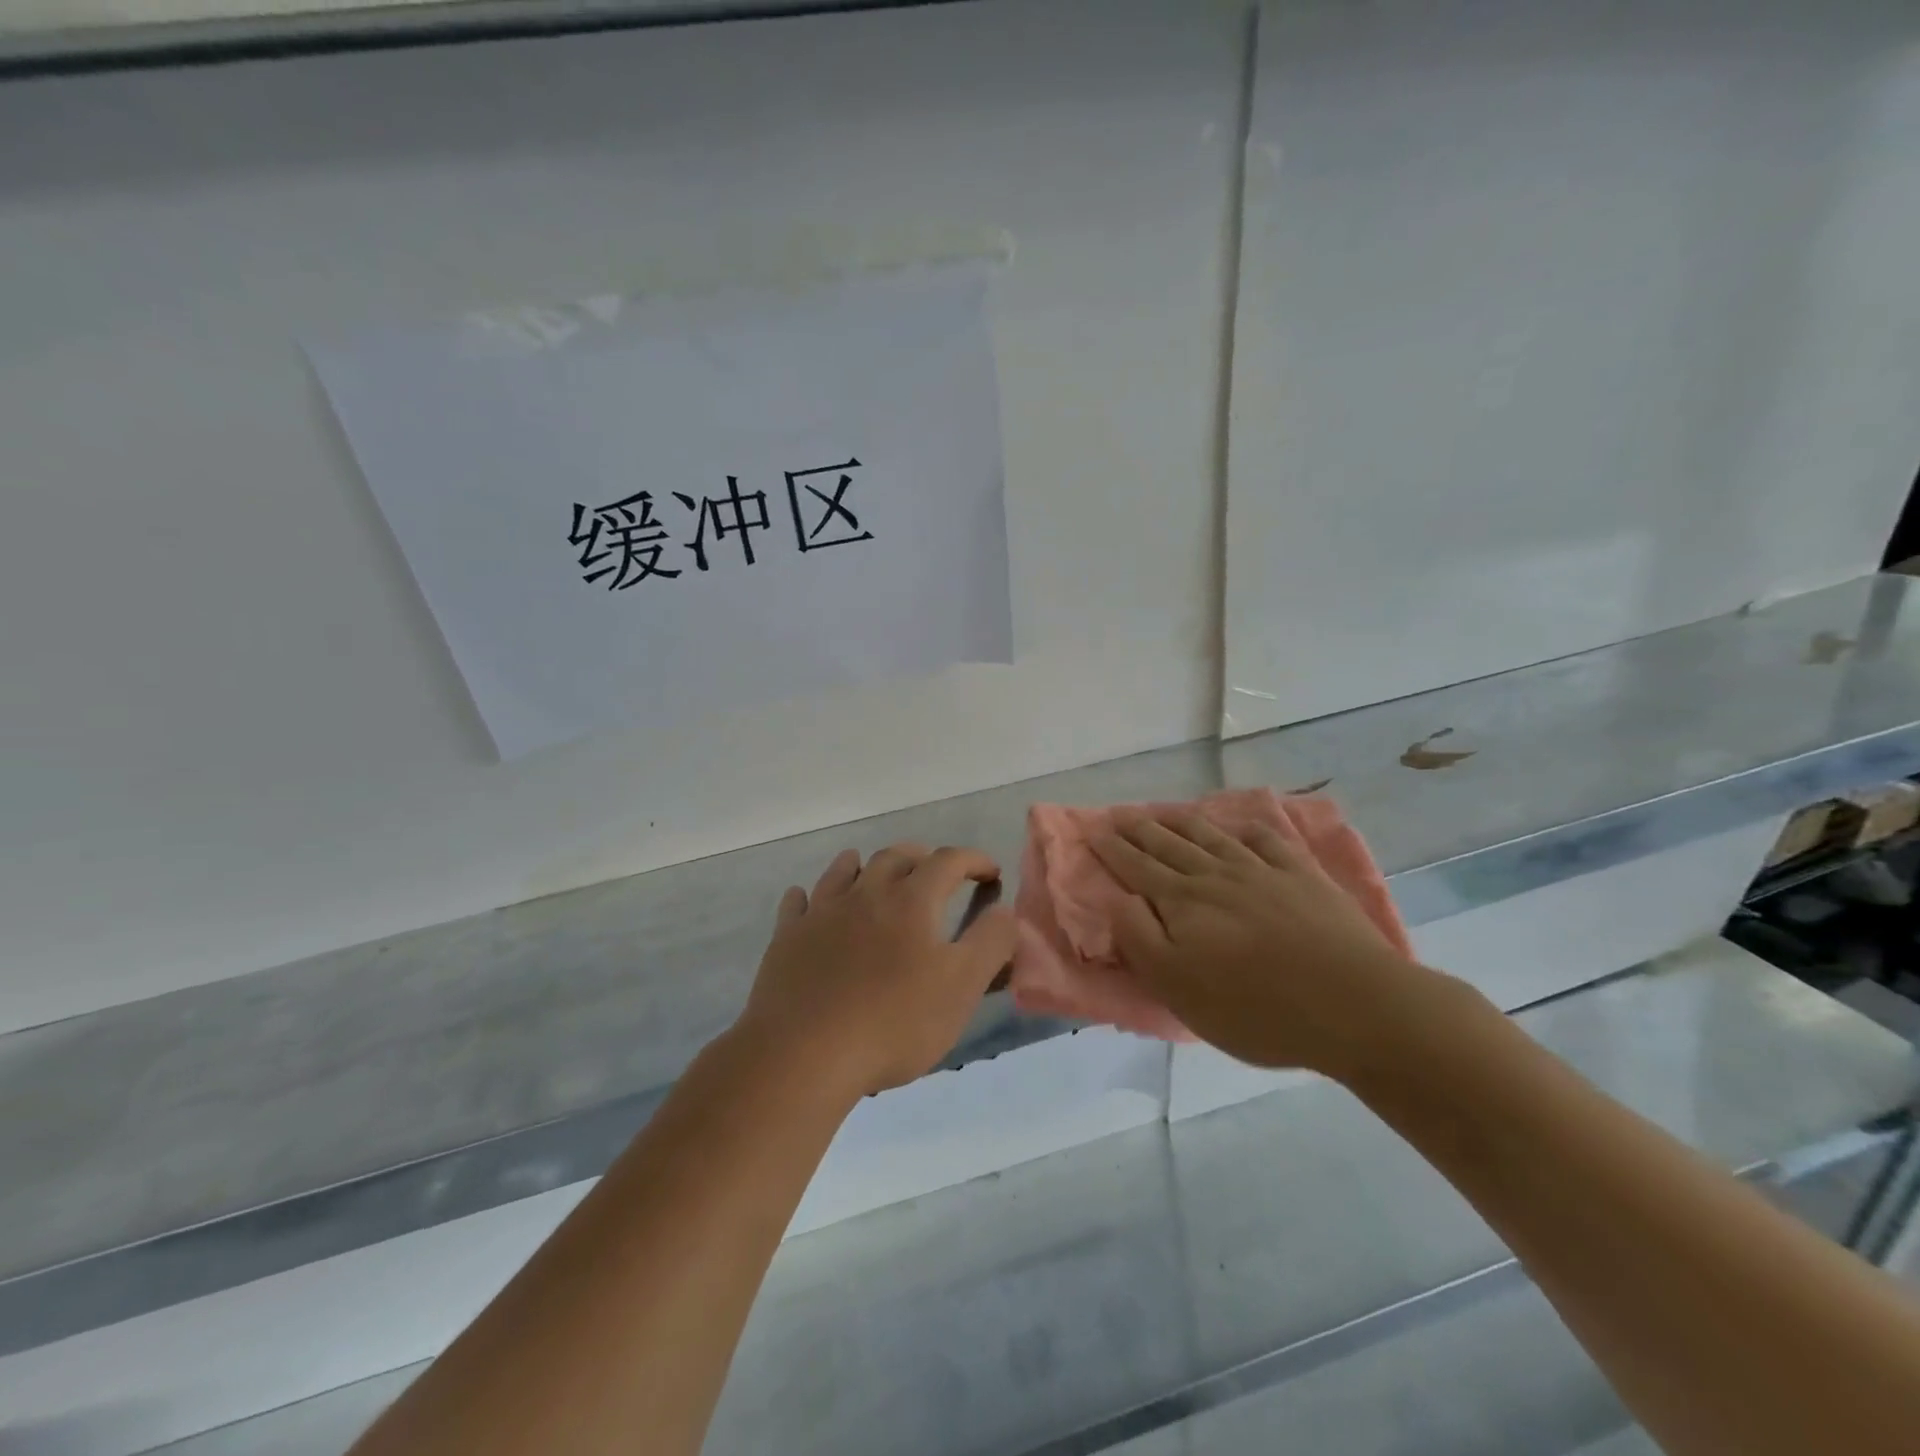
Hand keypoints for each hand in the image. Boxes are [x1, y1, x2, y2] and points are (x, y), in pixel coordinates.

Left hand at [734, 843, 1017, 1100]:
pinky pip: (797, 903)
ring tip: (873, 870)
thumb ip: (991, 943)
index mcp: (911, 900)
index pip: (948, 861)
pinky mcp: (787, 938)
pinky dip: (809, 896)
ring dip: (865, 865)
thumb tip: (1004, 910)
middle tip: (935, 872)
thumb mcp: (962, 988)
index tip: (990, 872)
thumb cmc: (893, 1022)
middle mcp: (865, 893)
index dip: (974, 860)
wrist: (803, 1054)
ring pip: (843, 871)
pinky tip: (808, 901)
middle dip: (922, 857)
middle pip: (895, 857)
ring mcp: (821, 913)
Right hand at [1091, 810, 1449, 1079]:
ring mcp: (1263, 872)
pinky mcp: (1304, 877)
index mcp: (1183, 902)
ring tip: (1165, 811)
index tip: (1094, 829)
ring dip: (1183, 821)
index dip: (1113, 848)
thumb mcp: (1177, 987)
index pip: (1137, 867)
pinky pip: (1269, 841)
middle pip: (1169, 844)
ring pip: (1212, 836)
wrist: (1354, 1005)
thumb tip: (1118, 899)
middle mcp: (1217, 876)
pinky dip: (1248, 829)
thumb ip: (1139, 938)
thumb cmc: (1255, 1008)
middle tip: (1120, 813)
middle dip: (1140, 828)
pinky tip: (1241, 827)